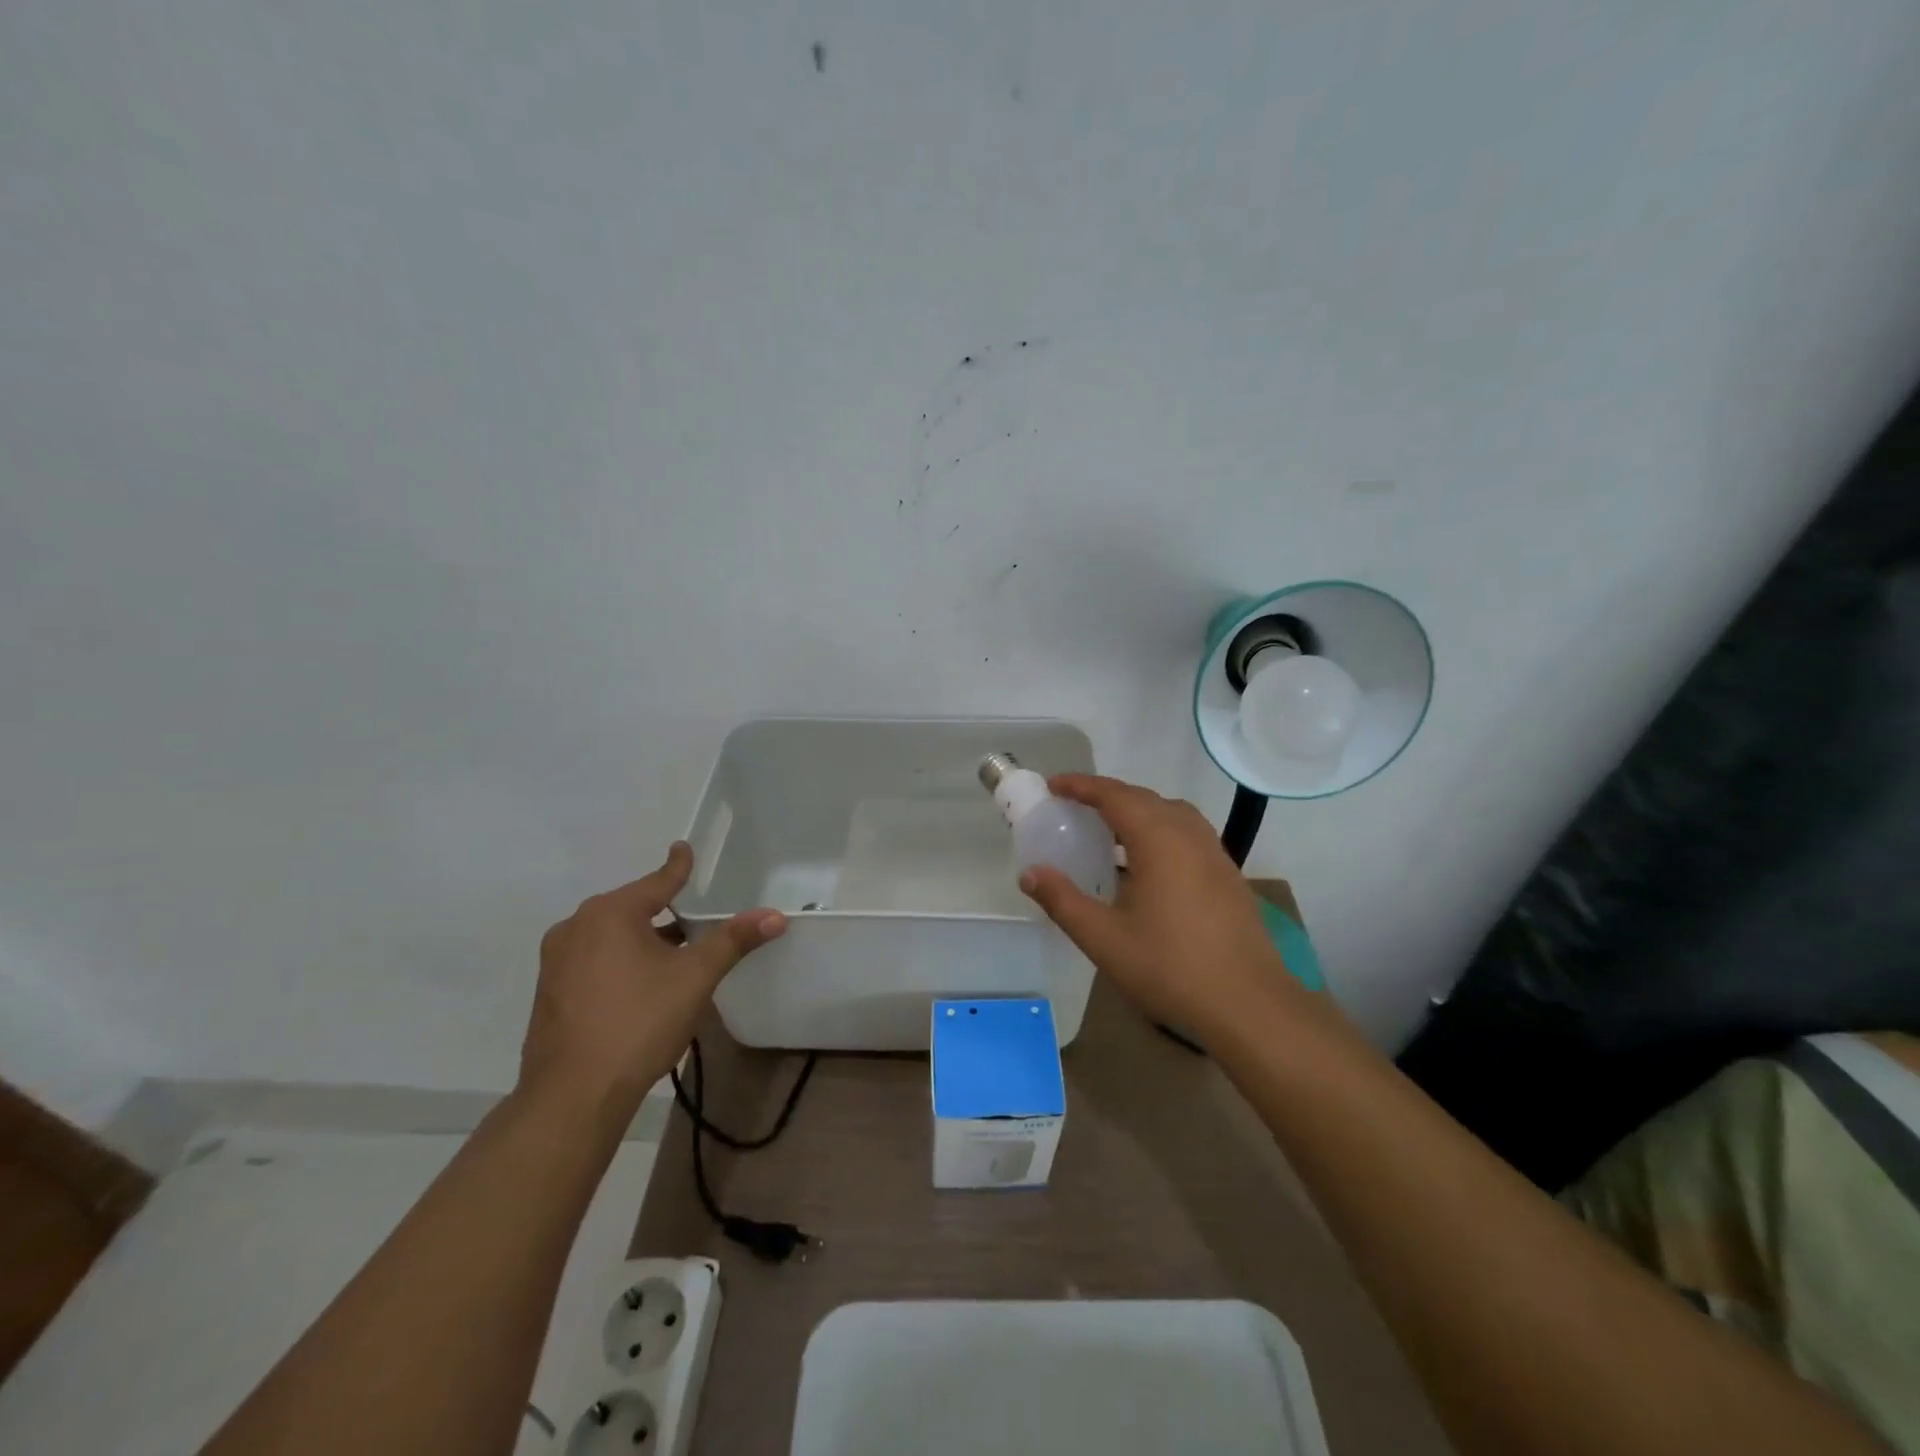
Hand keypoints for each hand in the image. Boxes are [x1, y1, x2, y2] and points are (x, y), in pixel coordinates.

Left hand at [519, 843, 785, 1114]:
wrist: (573, 1095)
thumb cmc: (639, 1022)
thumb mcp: (695, 977)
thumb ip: (733, 940)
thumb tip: (776, 915)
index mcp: (610, 913)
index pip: (657, 881)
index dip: (678, 866)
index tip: (683, 847)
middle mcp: (576, 927)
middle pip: (632, 908)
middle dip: (662, 911)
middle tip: (692, 917)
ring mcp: (556, 961)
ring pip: (610, 936)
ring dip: (642, 939)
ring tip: (673, 954)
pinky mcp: (549, 992)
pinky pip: (592, 960)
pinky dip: (619, 961)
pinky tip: (640, 985)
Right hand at [1019, 774, 1303, 1045]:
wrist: (1249, 1005)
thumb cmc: (1171, 968)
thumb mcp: (1104, 938)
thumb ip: (1063, 901)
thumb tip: (1029, 873)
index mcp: (1159, 840)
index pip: (1114, 795)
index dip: (1081, 786)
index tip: (1053, 786)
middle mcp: (1189, 835)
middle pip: (1144, 798)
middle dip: (1106, 796)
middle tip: (1073, 807)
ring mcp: (1214, 854)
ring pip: (1170, 814)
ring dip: (1137, 811)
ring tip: (1108, 832)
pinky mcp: (1228, 875)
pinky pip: (1187, 833)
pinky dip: (1159, 830)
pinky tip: (1146, 864)